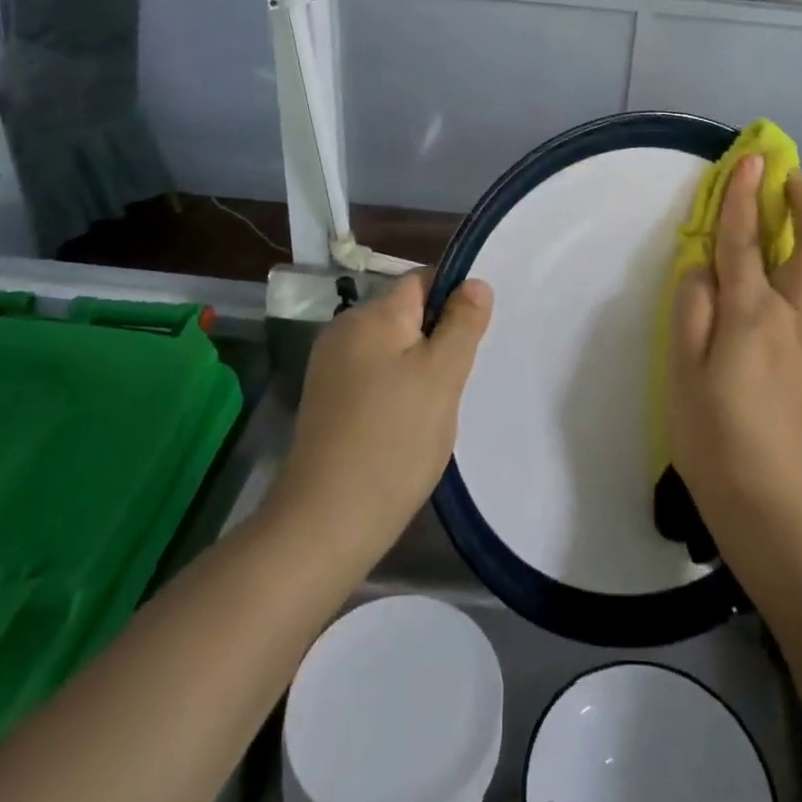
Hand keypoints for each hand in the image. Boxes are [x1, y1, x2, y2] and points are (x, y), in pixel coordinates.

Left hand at [273, 272, 492, 557]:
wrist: (327, 520)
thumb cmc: (395, 440)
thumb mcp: (442, 376)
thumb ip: (462, 323)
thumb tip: (474, 282)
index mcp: (372, 316)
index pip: (423, 281)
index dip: (455, 298)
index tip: (475, 337)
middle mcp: (344, 330)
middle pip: (406, 314)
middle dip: (438, 338)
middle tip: (458, 380)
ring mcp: (330, 367)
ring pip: (392, 348)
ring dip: (418, 367)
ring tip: (435, 407)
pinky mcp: (326, 400)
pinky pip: (373, 375)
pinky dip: (396, 389)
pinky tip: (406, 424)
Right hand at [668, 155, 801, 515]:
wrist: (762, 492)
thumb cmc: (708, 429)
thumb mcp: (680, 365)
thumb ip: (692, 306)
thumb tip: (703, 267)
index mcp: (751, 312)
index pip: (745, 239)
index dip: (743, 195)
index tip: (750, 158)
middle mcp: (795, 316)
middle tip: (793, 182)